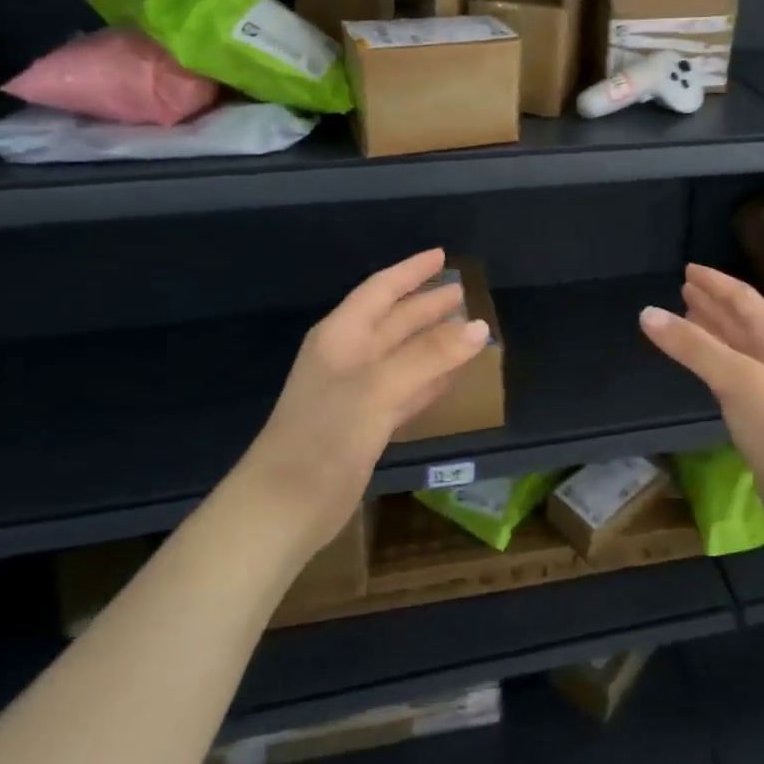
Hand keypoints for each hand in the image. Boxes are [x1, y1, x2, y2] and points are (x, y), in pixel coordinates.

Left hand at [239, 249, 488, 555]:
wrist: (284, 507)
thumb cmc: (325, 435)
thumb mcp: (379, 387)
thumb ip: (430, 355)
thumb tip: (480, 326)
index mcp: (342, 336)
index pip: (381, 290)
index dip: (411, 272)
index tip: (441, 255)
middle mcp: (349, 357)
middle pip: (394, 321)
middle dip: (427, 306)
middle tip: (463, 294)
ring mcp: (357, 393)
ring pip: (403, 356)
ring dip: (433, 343)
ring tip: (467, 331)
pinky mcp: (367, 425)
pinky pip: (406, 389)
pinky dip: (429, 379)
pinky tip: (451, 378)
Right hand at [639, 264, 763, 530]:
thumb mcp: (734, 377)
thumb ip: (692, 346)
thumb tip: (647, 312)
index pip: (743, 299)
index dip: (716, 282)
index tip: (689, 269)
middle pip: (741, 321)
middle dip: (713, 304)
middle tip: (684, 290)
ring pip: (736, 348)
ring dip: (712, 331)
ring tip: (687, 318)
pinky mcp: (763, 416)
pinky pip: (732, 375)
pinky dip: (713, 362)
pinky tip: (703, 366)